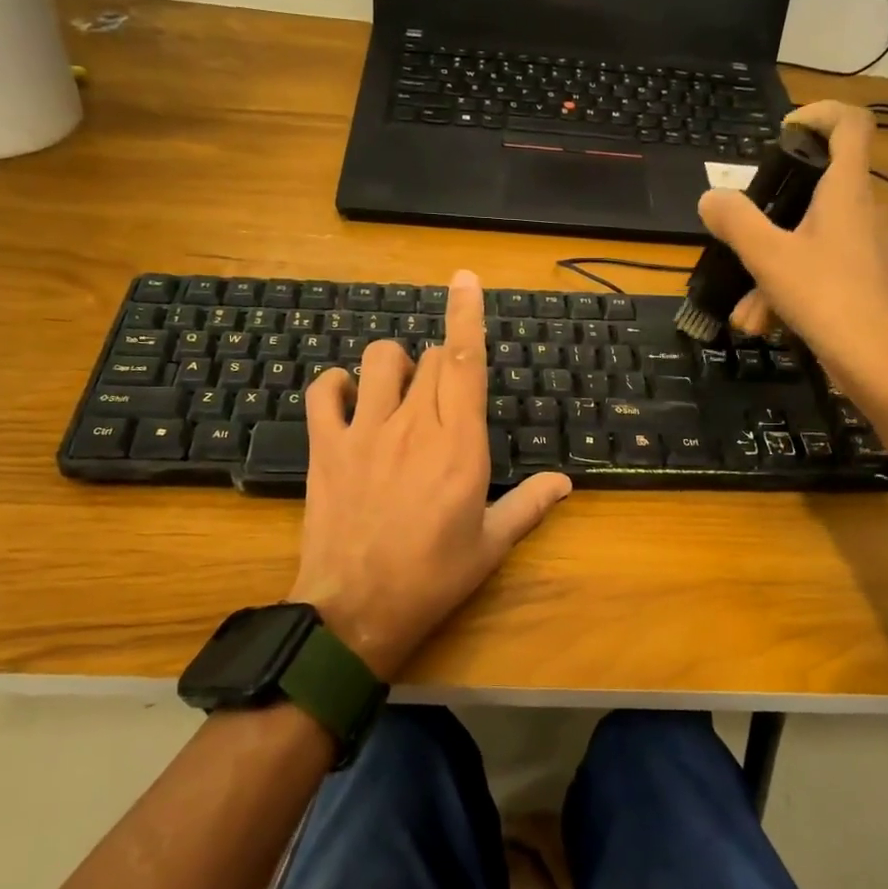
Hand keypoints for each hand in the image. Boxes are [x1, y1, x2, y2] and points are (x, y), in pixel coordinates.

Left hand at [288, 270, 571, 680]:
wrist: (356, 611)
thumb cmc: (433, 578)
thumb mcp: (491, 546)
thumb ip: (530, 506)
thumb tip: (565, 483)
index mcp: (460, 444)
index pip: (465, 361)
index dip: (466, 314)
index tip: (464, 277)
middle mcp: (414, 424)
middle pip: (429, 359)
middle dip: (441, 364)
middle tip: (444, 401)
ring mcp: (364, 431)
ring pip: (378, 360)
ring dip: (394, 364)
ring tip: (397, 392)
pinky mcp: (325, 446)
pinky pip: (322, 391)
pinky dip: (334, 384)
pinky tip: (346, 399)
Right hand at [696, 100, 887, 437]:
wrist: (881, 364)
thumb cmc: (827, 298)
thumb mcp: (769, 258)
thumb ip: (736, 222)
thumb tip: (710, 197)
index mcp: (847, 190)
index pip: (849, 124)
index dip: (819, 114)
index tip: (783, 131)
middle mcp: (863, 210)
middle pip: (816, 190)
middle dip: (771, 217)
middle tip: (741, 237)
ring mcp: (868, 247)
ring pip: (810, 240)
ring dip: (771, 270)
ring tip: (746, 312)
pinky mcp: (866, 280)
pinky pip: (820, 270)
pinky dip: (789, 290)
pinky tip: (767, 325)